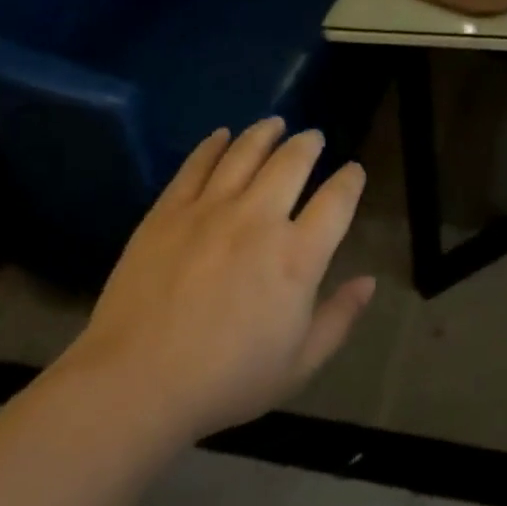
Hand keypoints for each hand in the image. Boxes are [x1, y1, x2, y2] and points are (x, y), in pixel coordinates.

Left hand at [60, 119, 374, 440]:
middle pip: (291, 162)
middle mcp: (258, 219)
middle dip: (309, 144)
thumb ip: (339, 318)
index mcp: (297, 257)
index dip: (350, 180)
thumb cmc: (227, 380)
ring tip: (275, 123)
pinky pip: (196, 165)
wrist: (137, 381)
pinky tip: (221, 135)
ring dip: (265, 133)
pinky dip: (213, 145)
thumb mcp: (298, 364)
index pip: (336, 201)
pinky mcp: (169, 210)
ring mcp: (210, 209)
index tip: (353, 171)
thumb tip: (369, 282)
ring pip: (245, 153)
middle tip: (314, 137)